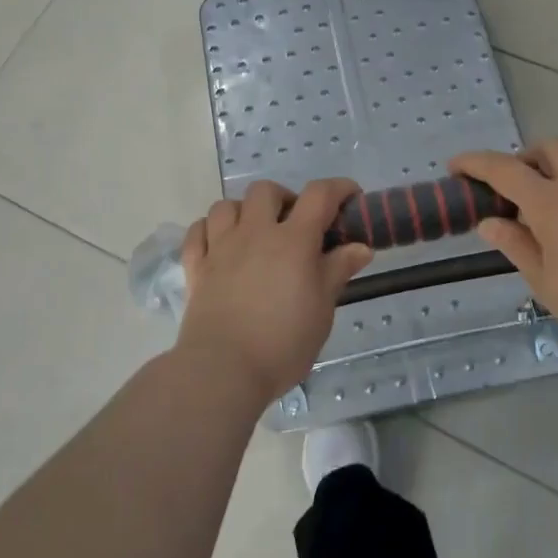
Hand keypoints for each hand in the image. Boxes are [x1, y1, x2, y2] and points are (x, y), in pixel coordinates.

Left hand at [176, 179, 373, 403]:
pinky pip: (198, 231)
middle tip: (296, 225)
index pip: (319, 195)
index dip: (339, 188)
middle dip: (285, 198)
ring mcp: (220, 247)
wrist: (223, 369)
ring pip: (227, 205)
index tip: (351, 197)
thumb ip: (338, 271)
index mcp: (293, 240)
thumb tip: (361, 247)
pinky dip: (210, 230)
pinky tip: (220, 244)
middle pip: (266, 191)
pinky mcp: (196, 267)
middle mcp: (255, 233)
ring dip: (244, 211)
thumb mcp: (322, 309)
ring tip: (255, 233)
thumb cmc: (283, 342)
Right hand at [452, 141, 557, 357]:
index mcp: (551, 203)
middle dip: (524, 160)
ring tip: (557, 182)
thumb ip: (516, 245)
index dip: (474, 163)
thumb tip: (489, 222)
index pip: (503, 169)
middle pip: (546, 149)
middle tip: (517, 188)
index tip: (456, 166)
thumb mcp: (546, 282)